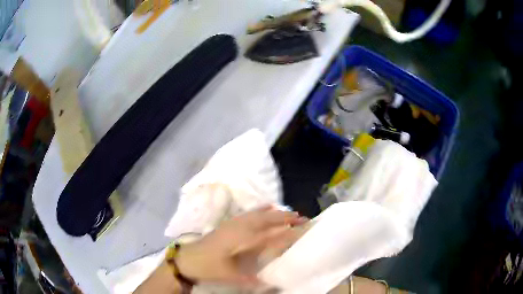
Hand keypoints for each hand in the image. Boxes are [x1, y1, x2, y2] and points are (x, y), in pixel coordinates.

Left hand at [175, 206, 307, 286]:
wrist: (187, 259)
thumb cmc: (208, 267)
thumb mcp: (230, 276)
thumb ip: (251, 279)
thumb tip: (271, 283)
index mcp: (243, 240)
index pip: (271, 234)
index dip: (288, 231)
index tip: (304, 228)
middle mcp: (240, 228)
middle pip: (267, 219)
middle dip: (286, 218)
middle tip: (303, 219)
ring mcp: (233, 224)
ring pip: (259, 214)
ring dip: (275, 213)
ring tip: (291, 214)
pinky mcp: (228, 224)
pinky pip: (248, 213)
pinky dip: (260, 209)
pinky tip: (266, 206)